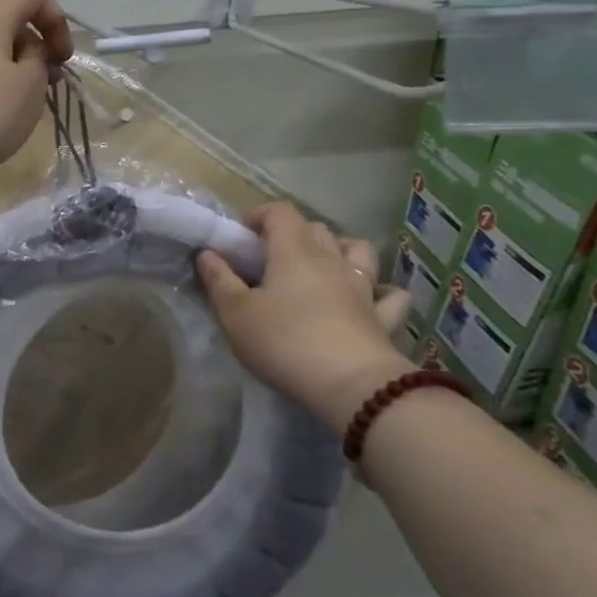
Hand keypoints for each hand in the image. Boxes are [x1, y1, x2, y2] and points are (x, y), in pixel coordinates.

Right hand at [197, 203, 412, 435]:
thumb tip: (207, 253)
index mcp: (293, 250)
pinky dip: (380, 291)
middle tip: (272, 258)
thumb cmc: (284, 341)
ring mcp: (364, 287)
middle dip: (293, 234)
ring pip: (359, 251)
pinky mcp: (384, 317)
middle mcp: (332, 258)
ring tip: (324, 268)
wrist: (351, 385)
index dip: (259, 215)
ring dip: (341, 251)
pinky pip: (389, 295)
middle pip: (316, 228)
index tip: (242, 234)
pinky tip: (371, 299)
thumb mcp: (235, 313)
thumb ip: (219, 280)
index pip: (279, 212)